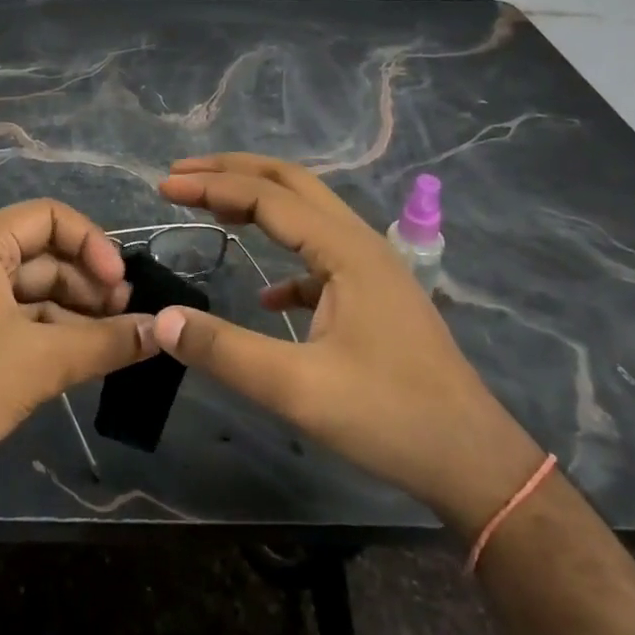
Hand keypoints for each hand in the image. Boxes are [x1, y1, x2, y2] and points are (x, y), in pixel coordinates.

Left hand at [0, 199, 156, 500]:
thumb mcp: (41, 362)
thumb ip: (107, 342)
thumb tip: (163, 331)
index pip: (51, 216)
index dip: (93, 245)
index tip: (122, 286)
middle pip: (42, 253)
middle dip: (87, 283)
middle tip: (125, 321)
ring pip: (28, 289)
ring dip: (70, 311)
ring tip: (108, 344)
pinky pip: (9, 315)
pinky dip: (43, 331)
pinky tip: (73, 358)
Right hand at [149, 154, 545, 537]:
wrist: (473, 461)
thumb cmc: (389, 417)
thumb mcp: (298, 389)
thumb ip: (225, 351)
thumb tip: (161, 321)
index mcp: (345, 249)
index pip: (266, 196)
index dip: (211, 186)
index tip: (164, 187)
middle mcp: (360, 242)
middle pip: (291, 183)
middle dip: (234, 172)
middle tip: (182, 176)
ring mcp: (372, 268)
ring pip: (308, 214)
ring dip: (259, 203)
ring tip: (212, 208)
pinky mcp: (376, 297)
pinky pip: (322, 257)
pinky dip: (286, 258)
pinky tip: (267, 294)